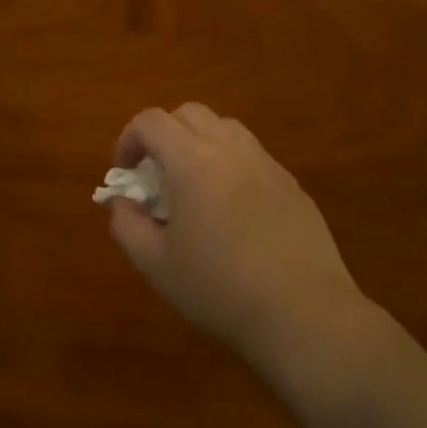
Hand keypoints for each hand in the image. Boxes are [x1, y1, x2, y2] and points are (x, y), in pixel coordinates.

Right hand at [104, 103, 364, 369]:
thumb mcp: (157, 265)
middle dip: (163, 134)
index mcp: (193, 161)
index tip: (124, 172)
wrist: (304, 314)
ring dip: (199, 142)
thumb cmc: (220, 290)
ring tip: (194, 185)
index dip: (128, 139)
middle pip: (189, 113)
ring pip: (225, 127)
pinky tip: (232, 208)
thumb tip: (122, 202)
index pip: (151, 121)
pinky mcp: (292, 183)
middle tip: (156, 174)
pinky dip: (230, 163)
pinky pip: (252, 154)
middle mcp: (230, 148)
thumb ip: (127, 225)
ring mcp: (266, 163)